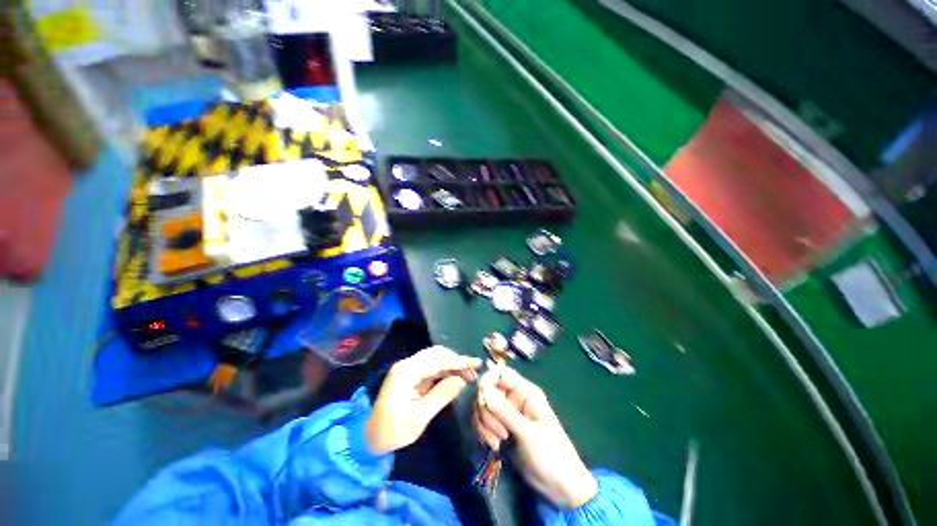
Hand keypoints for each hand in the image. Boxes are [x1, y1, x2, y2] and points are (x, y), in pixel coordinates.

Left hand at [366, 346, 480, 454]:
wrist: (371, 437)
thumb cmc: (394, 431)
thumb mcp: (419, 418)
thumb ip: (441, 396)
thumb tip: (462, 380)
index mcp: (406, 372)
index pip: (437, 360)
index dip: (458, 361)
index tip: (476, 364)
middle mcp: (407, 364)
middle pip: (436, 353)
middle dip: (457, 360)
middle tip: (474, 370)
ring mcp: (408, 367)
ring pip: (435, 357)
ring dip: (452, 363)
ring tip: (468, 373)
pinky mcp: (410, 373)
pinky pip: (431, 365)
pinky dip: (445, 368)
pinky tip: (455, 375)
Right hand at [474, 366, 597, 508]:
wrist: (559, 487)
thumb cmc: (550, 454)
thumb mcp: (528, 433)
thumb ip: (505, 411)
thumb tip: (483, 388)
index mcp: (525, 391)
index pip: (500, 373)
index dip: (487, 381)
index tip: (482, 399)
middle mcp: (514, 398)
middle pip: (487, 390)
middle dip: (487, 411)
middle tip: (500, 432)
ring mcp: (507, 413)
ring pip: (483, 406)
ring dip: (484, 424)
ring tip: (497, 443)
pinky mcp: (500, 428)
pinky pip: (483, 421)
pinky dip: (483, 432)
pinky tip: (494, 446)